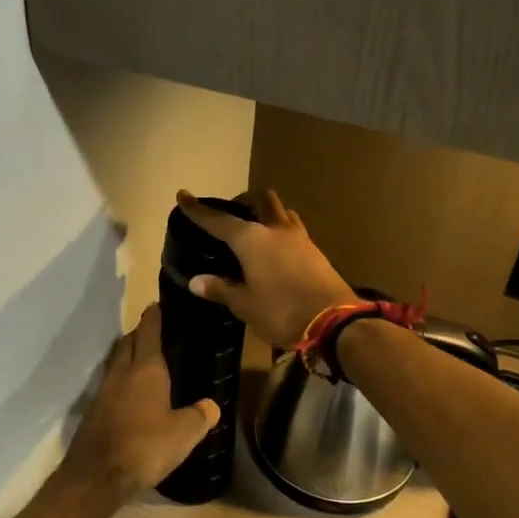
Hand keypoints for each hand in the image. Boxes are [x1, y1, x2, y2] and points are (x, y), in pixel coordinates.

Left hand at [61, 304, 218, 499]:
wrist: (98, 475)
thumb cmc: (146, 445)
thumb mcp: (184, 433)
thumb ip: (200, 416)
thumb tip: (211, 405)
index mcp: (146, 369)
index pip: (148, 332)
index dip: (153, 317)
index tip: (157, 305)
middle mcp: (121, 373)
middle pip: (128, 343)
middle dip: (140, 334)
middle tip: (155, 332)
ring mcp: (104, 391)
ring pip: (116, 362)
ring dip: (128, 355)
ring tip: (144, 360)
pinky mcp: (94, 411)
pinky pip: (110, 384)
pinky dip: (121, 380)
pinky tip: (131, 394)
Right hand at [175, 189, 357, 348]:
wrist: (335, 322)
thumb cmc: (281, 311)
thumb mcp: (245, 305)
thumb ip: (221, 289)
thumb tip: (196, 281)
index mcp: (252, 239)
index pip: (219, 220)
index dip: (199, 210)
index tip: (183, 195)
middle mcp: (275, 230)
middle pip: (261, 199)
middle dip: (244, 200)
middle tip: (232, 214)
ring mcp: (300, 238)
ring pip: (281, 212)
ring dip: (267, 214)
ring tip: (255, 231)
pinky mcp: (315, 252)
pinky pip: (294, 230)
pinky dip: (281, 232)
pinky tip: (276, 251)